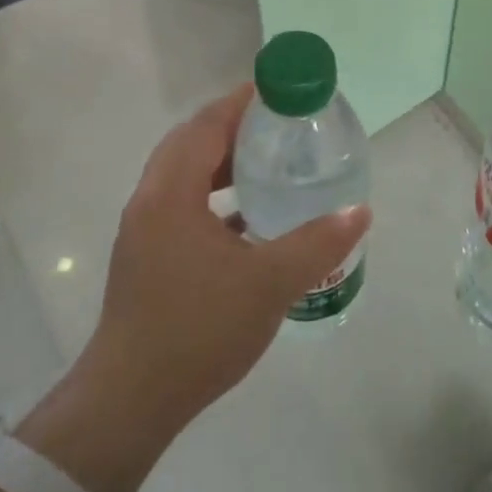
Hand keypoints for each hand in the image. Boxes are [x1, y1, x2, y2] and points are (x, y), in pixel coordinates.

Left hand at [18, 85, 369, 491]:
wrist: (131, 400)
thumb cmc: (198, 330)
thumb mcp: (270, 283)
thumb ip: (318, 243)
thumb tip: (360, 212)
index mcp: (171, 194)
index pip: (206, 125)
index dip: (243, 101)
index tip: (282, 91)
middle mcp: (150, 201)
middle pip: (191, 142)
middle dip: (235, 127)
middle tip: (282, 126)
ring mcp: (144, 230)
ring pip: (185, 175)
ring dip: (223, 162)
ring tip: (270, 164)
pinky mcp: (147, 256)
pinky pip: (183, 204)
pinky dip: (214, 195)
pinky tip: (250, 218)